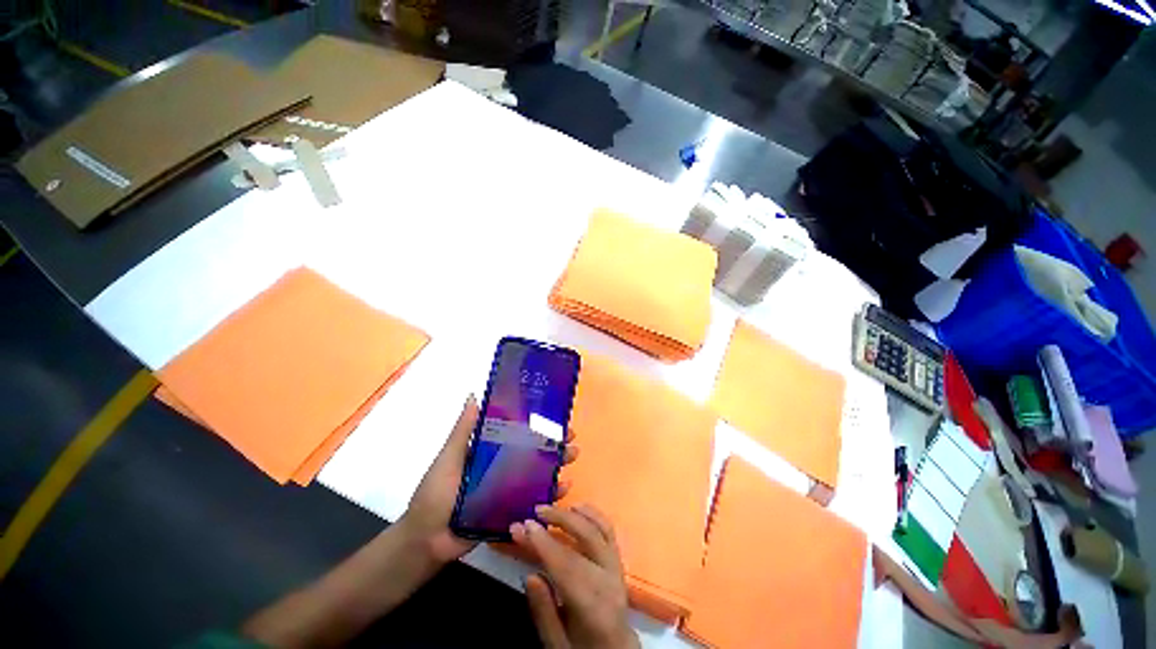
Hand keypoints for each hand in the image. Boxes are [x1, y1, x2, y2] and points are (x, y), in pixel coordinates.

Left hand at [400, 396, 578, 565]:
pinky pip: (534, 502)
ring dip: (557, 466)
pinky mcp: (510, 512)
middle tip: (572, 439)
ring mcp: (508, 491)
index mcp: (489, 452)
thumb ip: (463, 431)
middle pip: (533, 453)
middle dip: (554, 445)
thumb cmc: (435, 495)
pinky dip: (550, 495)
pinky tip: (564, 489)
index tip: (556, 417)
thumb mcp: (449, 458)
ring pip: (538, 475)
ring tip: (572, 459)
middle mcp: (502, 468)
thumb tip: (474, 396)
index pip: (518, 434)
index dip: (537, 425)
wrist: (426, 541)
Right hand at [510, 505, 639, 648]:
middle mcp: (610, 581)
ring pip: (599, 529)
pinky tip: (577, 507)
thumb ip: (544, 612)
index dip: (544, 544)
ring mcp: (617, 567)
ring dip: (574, 514)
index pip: (567, 568)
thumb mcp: (557, 645)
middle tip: (534, 513)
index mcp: (595, 608)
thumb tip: (530, 575)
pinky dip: (593, 514)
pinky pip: (608, 530)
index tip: (524, 526)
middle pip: (585, 541)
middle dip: (557, 521)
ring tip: (551, 507)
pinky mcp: (618, 559)